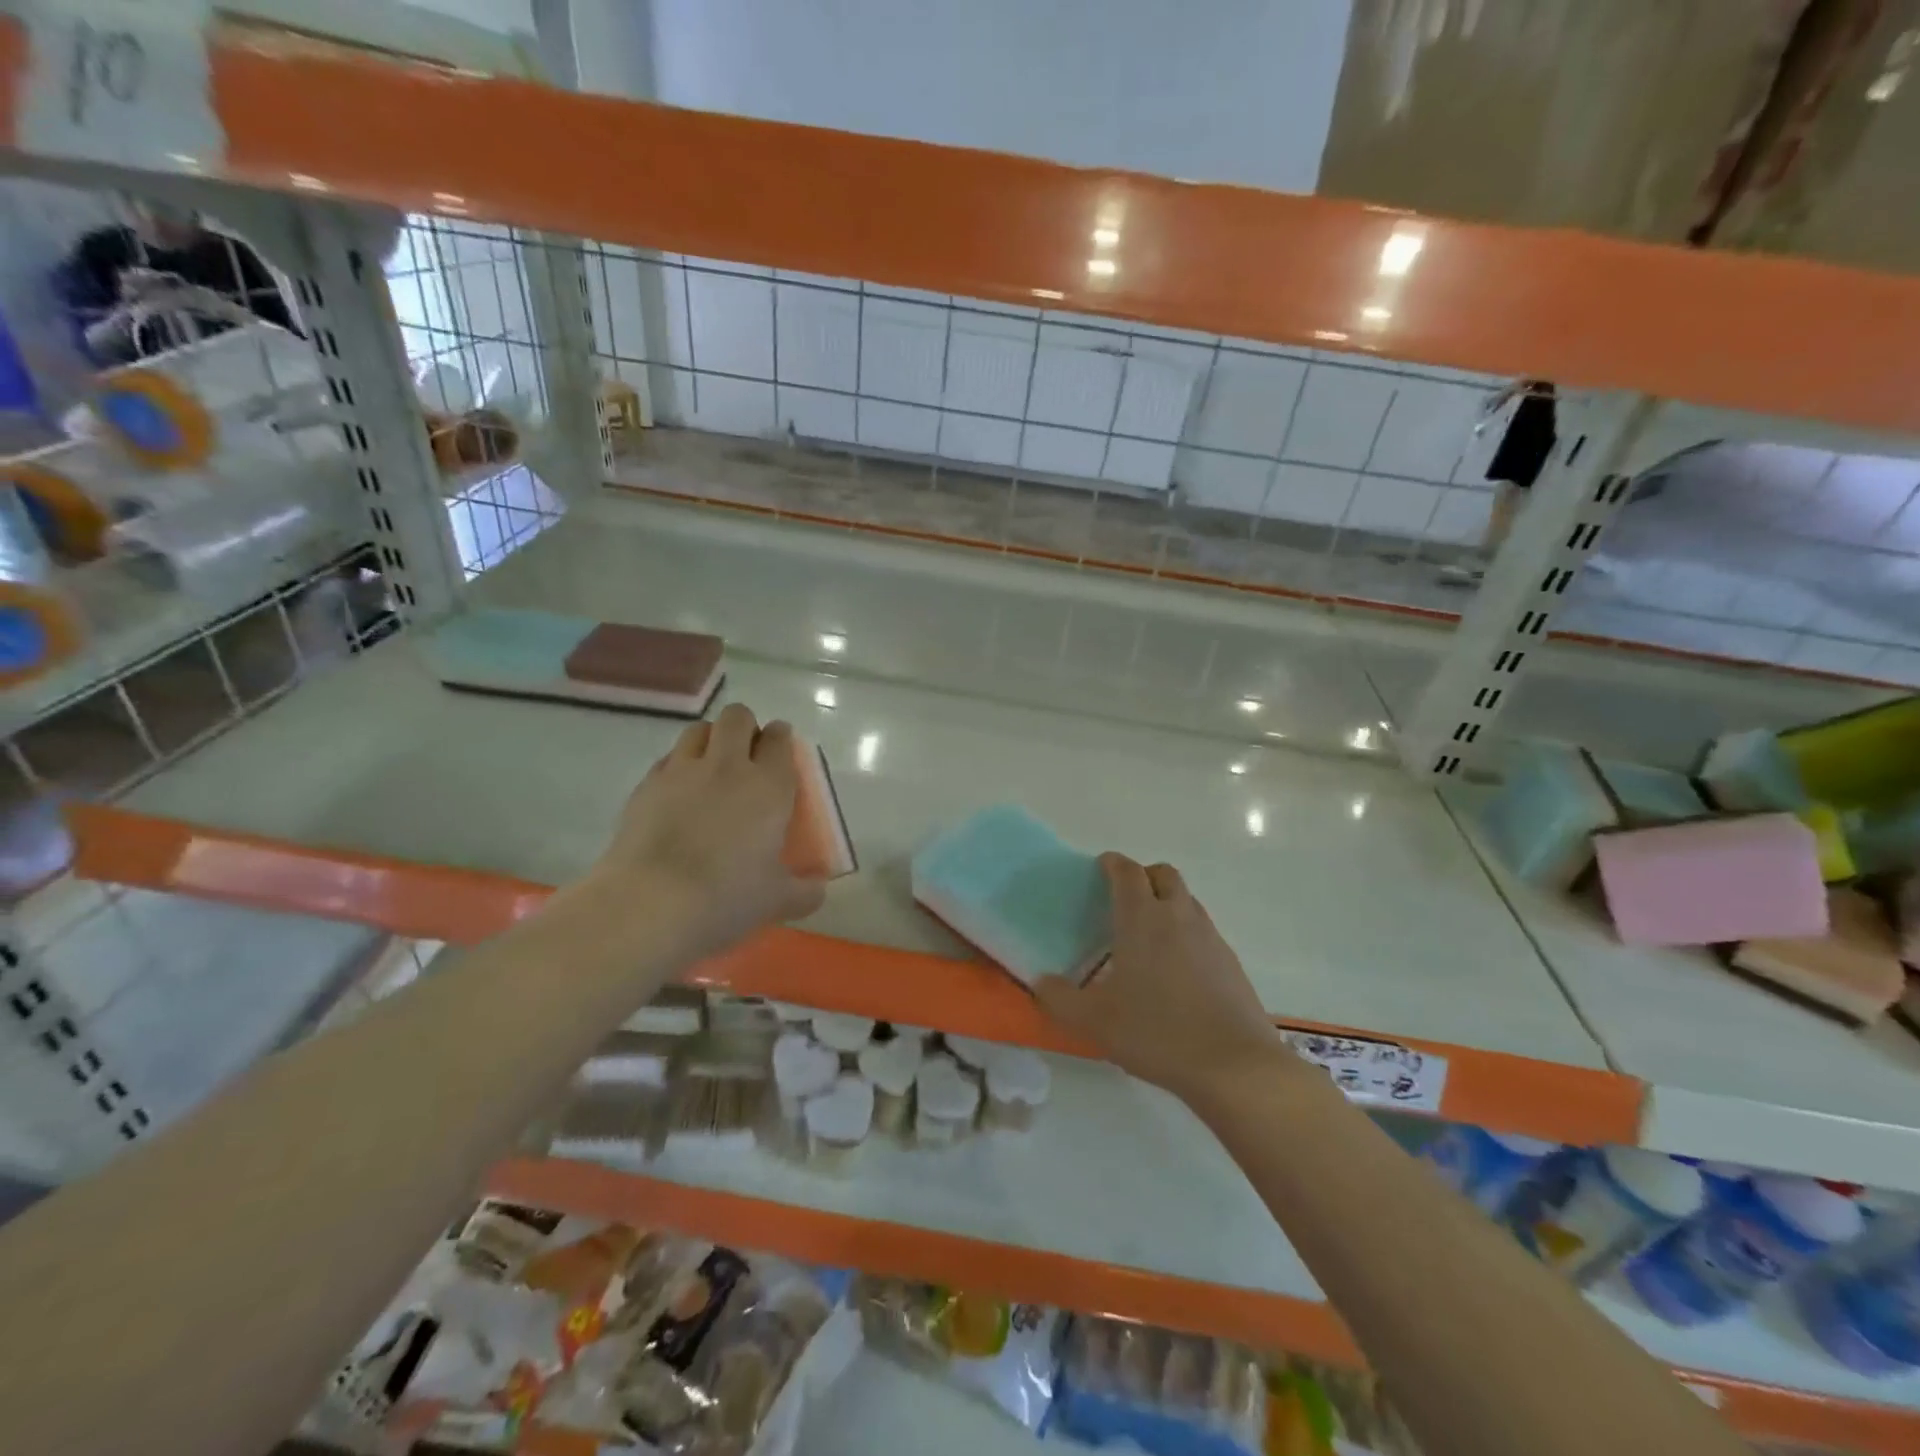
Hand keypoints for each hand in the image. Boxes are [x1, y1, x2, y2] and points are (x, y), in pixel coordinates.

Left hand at [588, 704, 825, 959]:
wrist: (651, 903)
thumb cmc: (727, 896)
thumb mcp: (777, 899)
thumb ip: (805, 890)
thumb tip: (818, 888)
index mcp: (769, 785)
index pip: (779, 738)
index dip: (781, 739)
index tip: (781, 752)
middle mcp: (728, 766)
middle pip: (737, 717)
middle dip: (745, 728)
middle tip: (747, 756)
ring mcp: (682, 771)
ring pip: (699, 729)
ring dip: (710, 739)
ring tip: (711, 768)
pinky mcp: (646, 785)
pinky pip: (668, 759)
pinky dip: (678, 766)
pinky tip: (678, 795)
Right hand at [1034, 853, 1288, 1101]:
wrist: (1234, 1066)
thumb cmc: (1157, 1032)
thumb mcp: (1095, 1021)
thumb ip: (1060, 998)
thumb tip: (1041, 981)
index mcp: (1142, 919)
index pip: (1127, 872)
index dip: (1113, 864)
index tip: (1100, 868)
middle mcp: (1178, 916)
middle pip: (1164, 874)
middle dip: (1143, 876)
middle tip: (1124, 899)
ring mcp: (1210, 937)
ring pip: (1187, 900)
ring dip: (1167, 903)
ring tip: (1148, 936)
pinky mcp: (1230, 962)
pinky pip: (1203, 930)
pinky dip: (1186, 933)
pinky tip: (1176, 970)